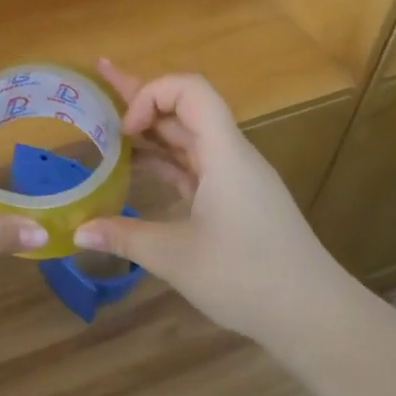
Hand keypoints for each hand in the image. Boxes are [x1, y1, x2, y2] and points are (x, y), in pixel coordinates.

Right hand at [73, 63, 357, 343]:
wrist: (318, 318)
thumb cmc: (248, 278)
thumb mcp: (177, 258)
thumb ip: (125, 237)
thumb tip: (77, 232)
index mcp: (224, 153)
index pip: (190, 90)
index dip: (152, 94)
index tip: (125, 129)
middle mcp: (230, 155)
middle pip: (184, 108)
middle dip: (140, 94)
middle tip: (99, 76)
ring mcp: (235, 178)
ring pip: (187, 136)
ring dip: (150, 128)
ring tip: (108, 121)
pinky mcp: (236, 200)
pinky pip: (194, 163)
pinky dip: (164, 158)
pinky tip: (138, 164)